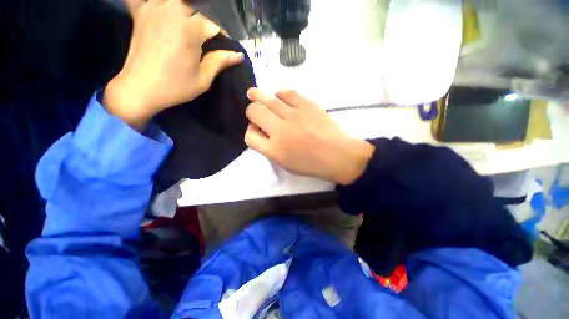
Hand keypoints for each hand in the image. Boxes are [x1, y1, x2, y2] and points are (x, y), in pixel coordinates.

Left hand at [104, 0, 243, 129]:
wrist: (140, 89)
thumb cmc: (175, 87)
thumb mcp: (203, 79)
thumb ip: (220, 62)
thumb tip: (238, 55)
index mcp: (189, 30)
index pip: (213, 23)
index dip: (221, 35)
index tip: (223, 47)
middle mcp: (172, 12)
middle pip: (196, 8)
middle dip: (205, 21)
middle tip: (206, 38)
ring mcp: (153, 9)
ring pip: (177, 2)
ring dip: (186, 11)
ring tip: (189, 27)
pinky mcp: (140, 13)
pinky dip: (153, 2)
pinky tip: (161, 9)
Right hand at [244, 88, 374, 184]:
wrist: (337, 155)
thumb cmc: (311, 164)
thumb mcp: (285, 164)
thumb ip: (269, 149)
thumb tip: (260, 131)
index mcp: (274, 150)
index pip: (249, 136)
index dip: (250, 131)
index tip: (256, 130)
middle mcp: (280, 130)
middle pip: (254, 112)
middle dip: (251, 111)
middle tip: (256, 112)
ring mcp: (294, 115)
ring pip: (267, 99)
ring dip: (258, 96)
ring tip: (253, 94)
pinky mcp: (307, 105)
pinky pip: (287, 93)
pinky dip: (280, 94)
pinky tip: (279, 96)